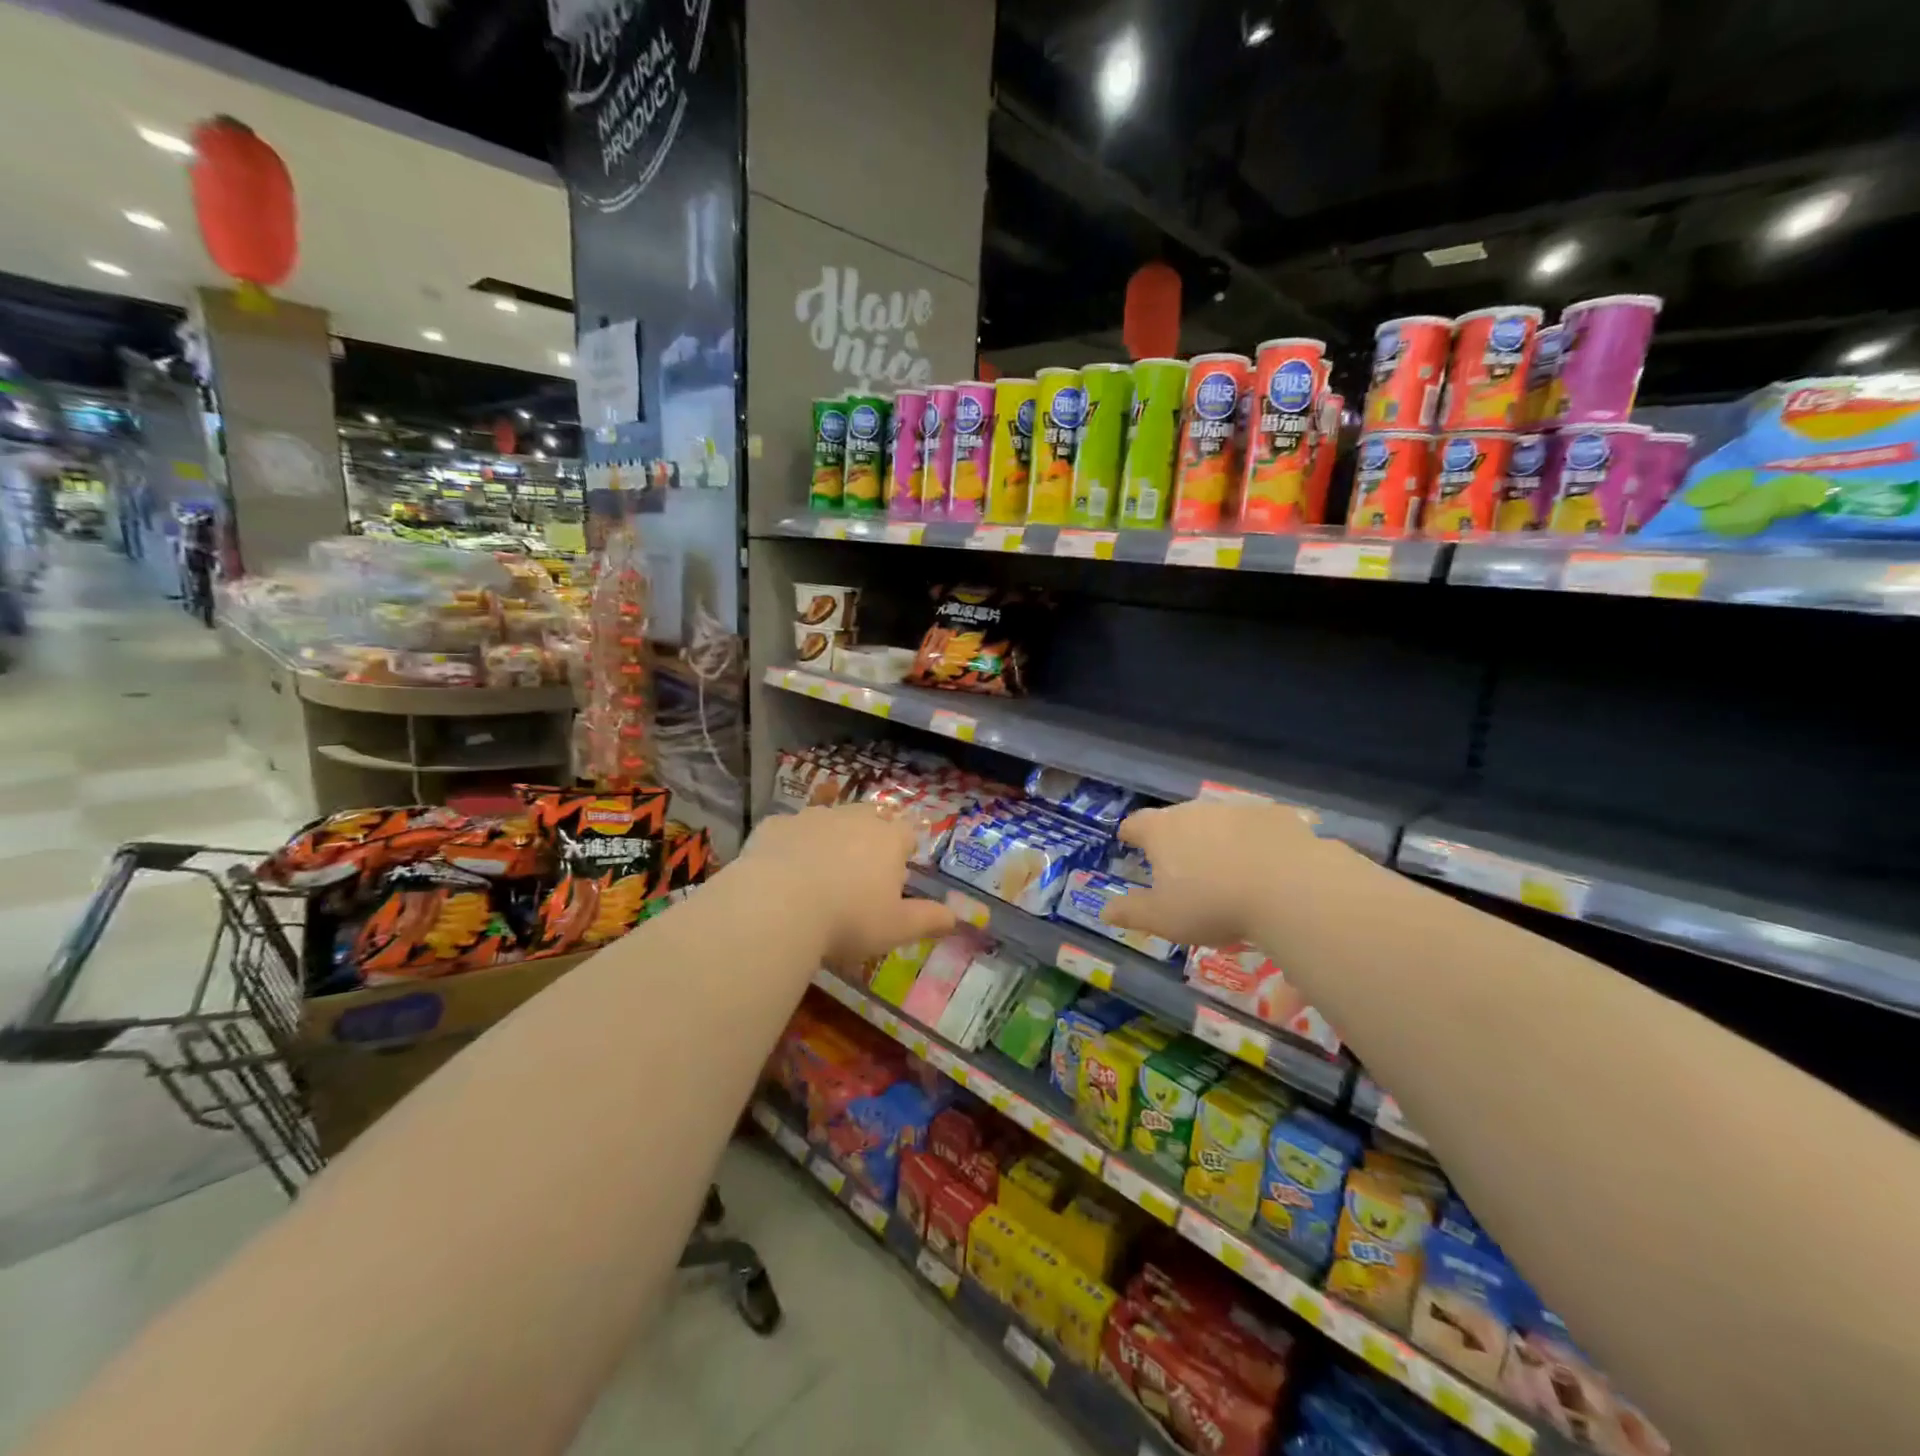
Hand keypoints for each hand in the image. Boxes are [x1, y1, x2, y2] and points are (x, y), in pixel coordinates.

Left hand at [743, 804, 955, 968]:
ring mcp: (811, 817)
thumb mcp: (896, 929)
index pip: (907, 833)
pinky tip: (782, 873)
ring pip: (828, 819)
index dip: (904, 850)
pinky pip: (789, 831)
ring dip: (829, 839)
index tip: (896, 875)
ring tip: (819, 873)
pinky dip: (791, 846)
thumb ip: (929, 920)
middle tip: (859, 873)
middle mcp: (852, 818)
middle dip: (869, 837)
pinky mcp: (775, 825)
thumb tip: (956, 918)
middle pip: (869, 817)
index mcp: (887, 840)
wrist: (776, 907)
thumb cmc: (848, 920)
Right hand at [1102, 798, 1346, 948]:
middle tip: (1180, 864)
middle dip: (1175, 837)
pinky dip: (1256, 841)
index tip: (1128, 841)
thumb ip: (1131, 912)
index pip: (1136, 823)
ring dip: (1216, 838)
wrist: (1289, 888)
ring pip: (1218, 821)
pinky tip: (1267, 865)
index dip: (1130, 833)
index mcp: (1162, 831)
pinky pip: (1258, 827)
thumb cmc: (1212, 904)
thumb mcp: (1164, 919)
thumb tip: (1104, 910)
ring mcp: (1238, 810)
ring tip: (1225, 868)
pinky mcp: (1276, 816)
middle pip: (1176, 819)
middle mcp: (1196, 811)